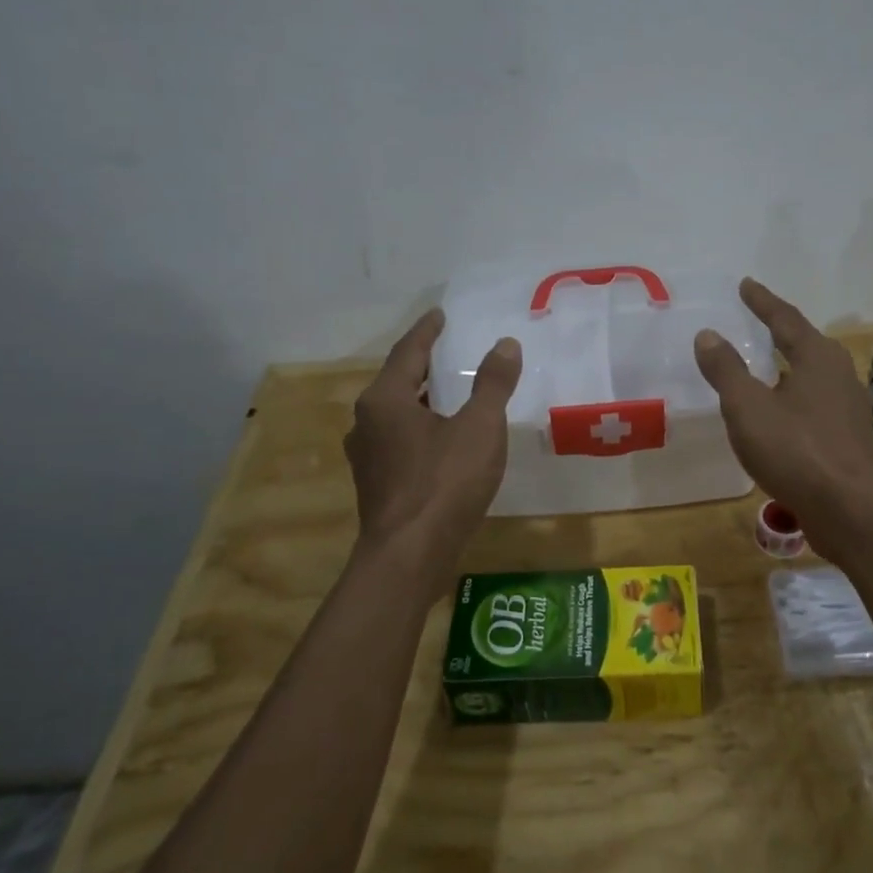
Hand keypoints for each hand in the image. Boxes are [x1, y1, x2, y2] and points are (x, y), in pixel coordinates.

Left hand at [345, 309, 520, 586]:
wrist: (409, 557)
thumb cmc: (444, 483)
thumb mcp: (479, 427)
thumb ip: (492, 383)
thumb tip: (505, 344)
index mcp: (385, 399)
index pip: (408, 351)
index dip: (427, 331)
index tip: (440, 315)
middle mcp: (367, 421)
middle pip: (398, 381)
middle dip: (424, 365)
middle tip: (451, 351)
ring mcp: (368, 456)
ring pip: (397, 413)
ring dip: (423, 399)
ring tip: (451, 393)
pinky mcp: (377, 484)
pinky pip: (400, 440)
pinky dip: (421, 427)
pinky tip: (443, 439)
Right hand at [694, 279, 872, 540]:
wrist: (850, 510)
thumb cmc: (795, 450)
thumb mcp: (748, 407)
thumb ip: (726, 369)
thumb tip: (708, 334)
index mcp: (817, 357)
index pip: (785, 319)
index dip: (762, 301)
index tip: (745, 285)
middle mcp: (840, 374)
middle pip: (806, 343)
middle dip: (781, 330)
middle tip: (757, 320)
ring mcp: (850, 407)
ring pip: (813, 375)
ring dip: (789, 365)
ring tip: (768, 365)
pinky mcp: (850, 437)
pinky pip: (816, 403)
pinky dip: (795, 396)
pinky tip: (782, 413)